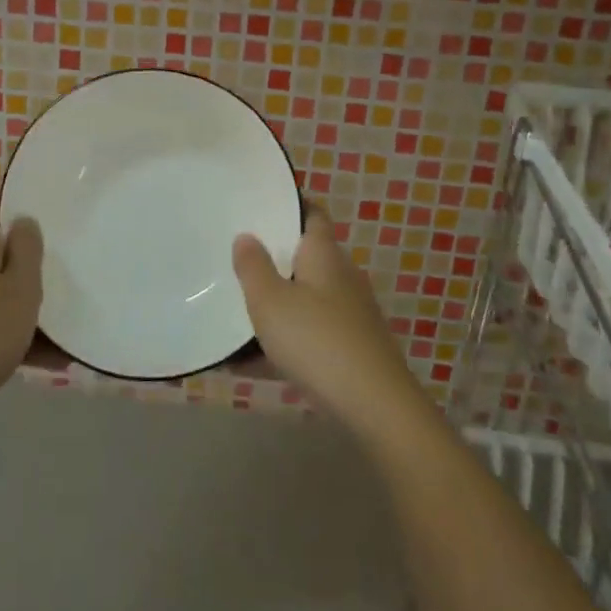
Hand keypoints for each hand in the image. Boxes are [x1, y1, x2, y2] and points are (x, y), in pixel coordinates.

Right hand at [232, 206, 421, 431]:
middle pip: (307, 258)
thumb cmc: (316, 340)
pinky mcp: (352, 348)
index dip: (291, 206)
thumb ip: (253, 267)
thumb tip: (246, 236)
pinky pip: (310, 334)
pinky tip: (249, 364)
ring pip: (306, 299)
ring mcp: (351, 314)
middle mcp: (342, 277)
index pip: (313, 214)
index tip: (262, 204)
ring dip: (277, 304)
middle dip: (275, 259)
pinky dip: (284, 341)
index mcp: (325, 255)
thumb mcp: (270, 301)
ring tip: (236, 311)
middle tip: (236, 258)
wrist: (374, 405)